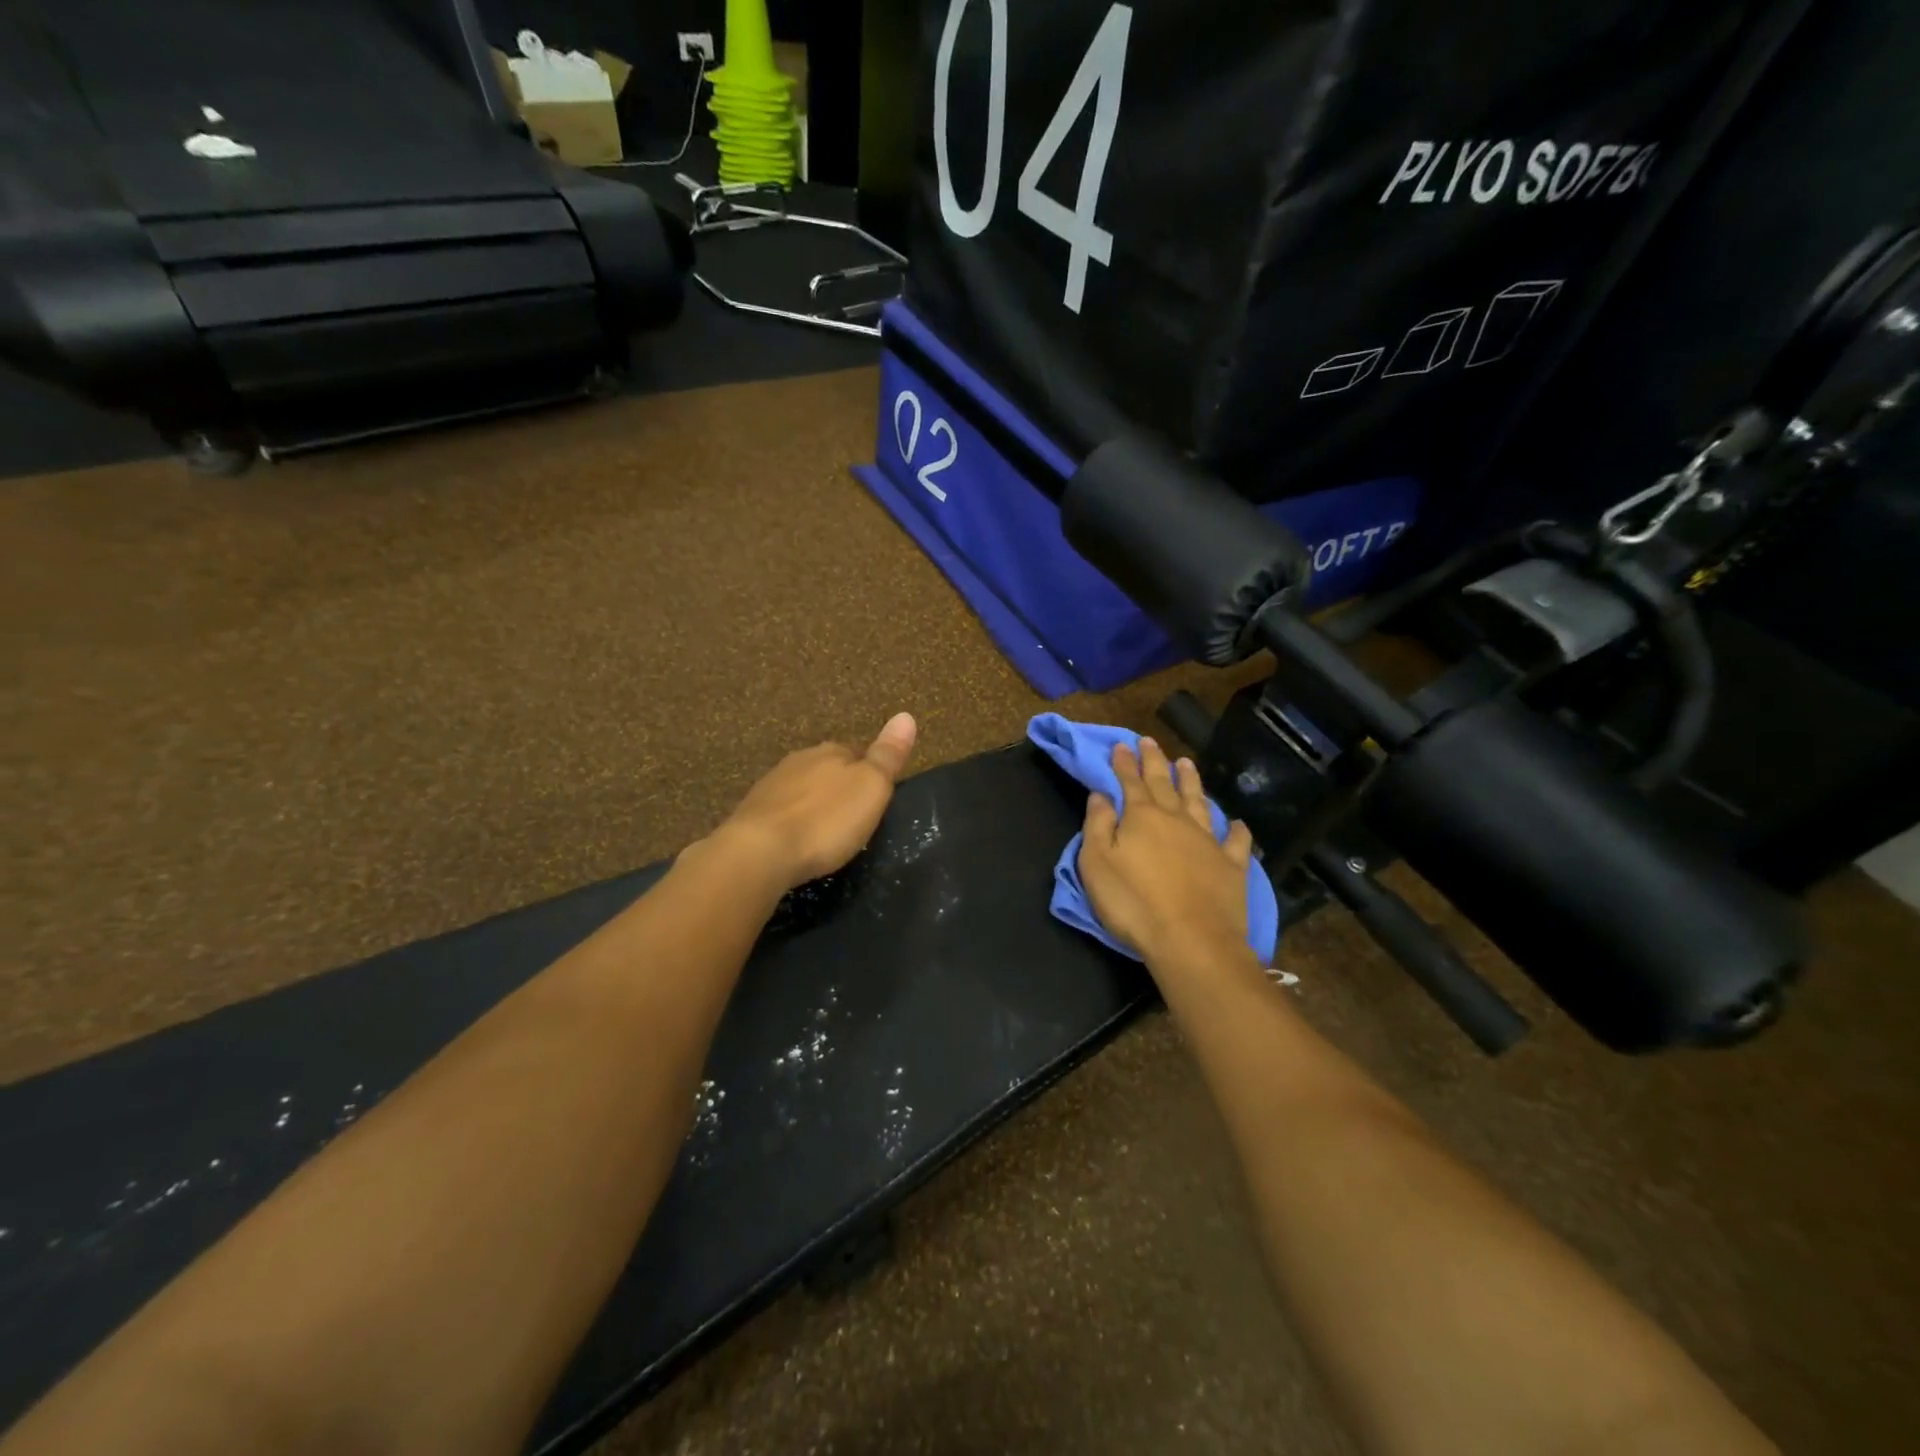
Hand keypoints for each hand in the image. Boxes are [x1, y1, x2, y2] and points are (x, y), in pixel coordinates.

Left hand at [715, 712, 917, 890]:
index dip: (869, 772)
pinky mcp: (752, 812)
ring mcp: (771, 785)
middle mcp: (800, 760)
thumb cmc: (826, 820)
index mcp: (831, 752)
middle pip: (828, 768)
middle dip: (839, 786)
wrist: (760, 851)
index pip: (858, 752)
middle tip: (853, 815)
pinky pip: (781, 810)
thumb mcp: (871, 788)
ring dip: (814, 802)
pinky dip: (792, 819)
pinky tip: (796, 837)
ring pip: (802, 787)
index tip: (877, 795)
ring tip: (825, 828)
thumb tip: (906, 716)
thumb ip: (888, 755)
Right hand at [1078, 737, 1255, 966]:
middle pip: (1164, 783)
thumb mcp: (1097, 864)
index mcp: (1142, 817)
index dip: (1124, 763)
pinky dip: (1235, 829)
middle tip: (1149, 742)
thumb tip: (1101, 795)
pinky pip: (1235, 841)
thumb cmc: (1134, 902)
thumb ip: (1098, 826)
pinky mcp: (1232, 866)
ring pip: (1199, 802)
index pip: (1130, 782)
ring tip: (1187, 763)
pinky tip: (1235, 822)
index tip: (1121, 745)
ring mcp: (1208, 841)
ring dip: (1192, 781)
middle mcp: (1176, 820)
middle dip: (1154, 761)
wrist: (1192, 940)